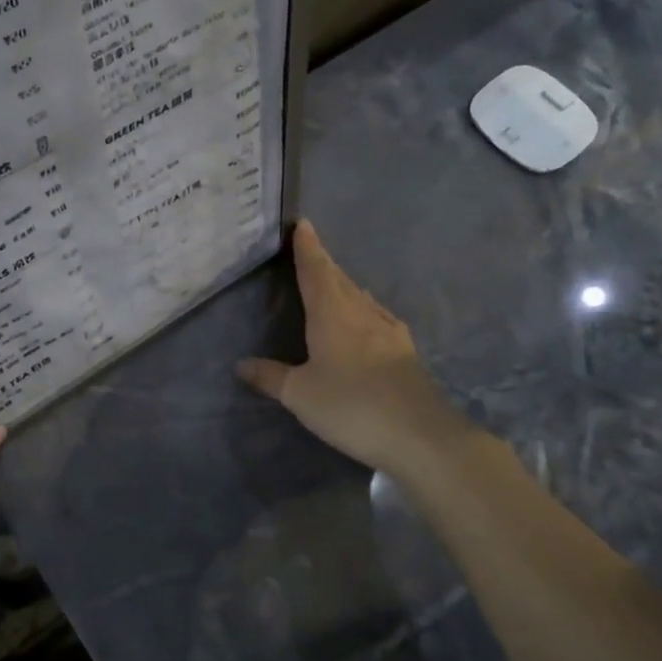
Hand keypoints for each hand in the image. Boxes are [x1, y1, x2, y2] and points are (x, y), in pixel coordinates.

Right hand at [237, 221, 483, 476]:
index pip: (316, 271)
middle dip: (323, 263)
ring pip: (361, 297)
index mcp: (332, 314)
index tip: (303, 224)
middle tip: (310, 250)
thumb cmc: (352, 406)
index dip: (307, 248)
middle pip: (340, 279)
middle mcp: (362, 314)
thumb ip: (270, 377)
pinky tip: (367, 320)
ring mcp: (389, 332)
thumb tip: (241, 364)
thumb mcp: (300, 395)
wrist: (421, 436)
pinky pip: (377, 317)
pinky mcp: (406, 352)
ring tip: (333, 282)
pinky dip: (363, 309)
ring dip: (344, 285)